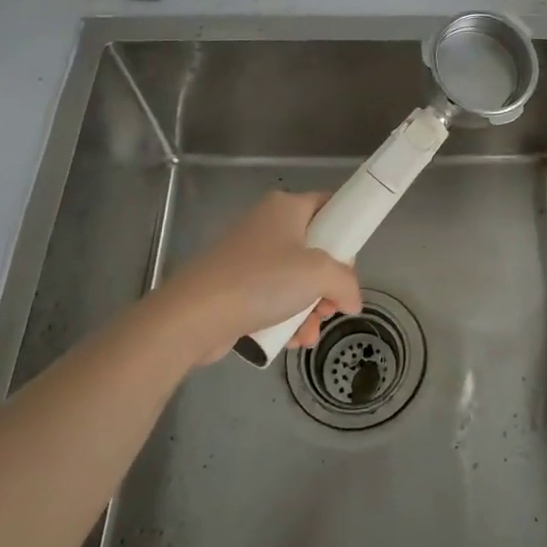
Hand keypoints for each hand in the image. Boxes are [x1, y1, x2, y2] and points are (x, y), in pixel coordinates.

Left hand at [157, 191, 362, 361]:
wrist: (195, 315)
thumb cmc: (262, 280)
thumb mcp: (318, 274)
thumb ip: (346, 283)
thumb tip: (351, 300)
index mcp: (286, 207)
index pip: (329, 205)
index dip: (346, 232)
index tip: (351, 263)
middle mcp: (267, 224)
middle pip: (315, 249)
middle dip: (328, 284)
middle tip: (331, 305)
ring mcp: (249, 256)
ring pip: (296, 279)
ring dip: (310, 309)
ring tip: (310, 333)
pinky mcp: (235, 286)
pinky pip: (273, 297)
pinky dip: (287, 318)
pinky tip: (292, 340)